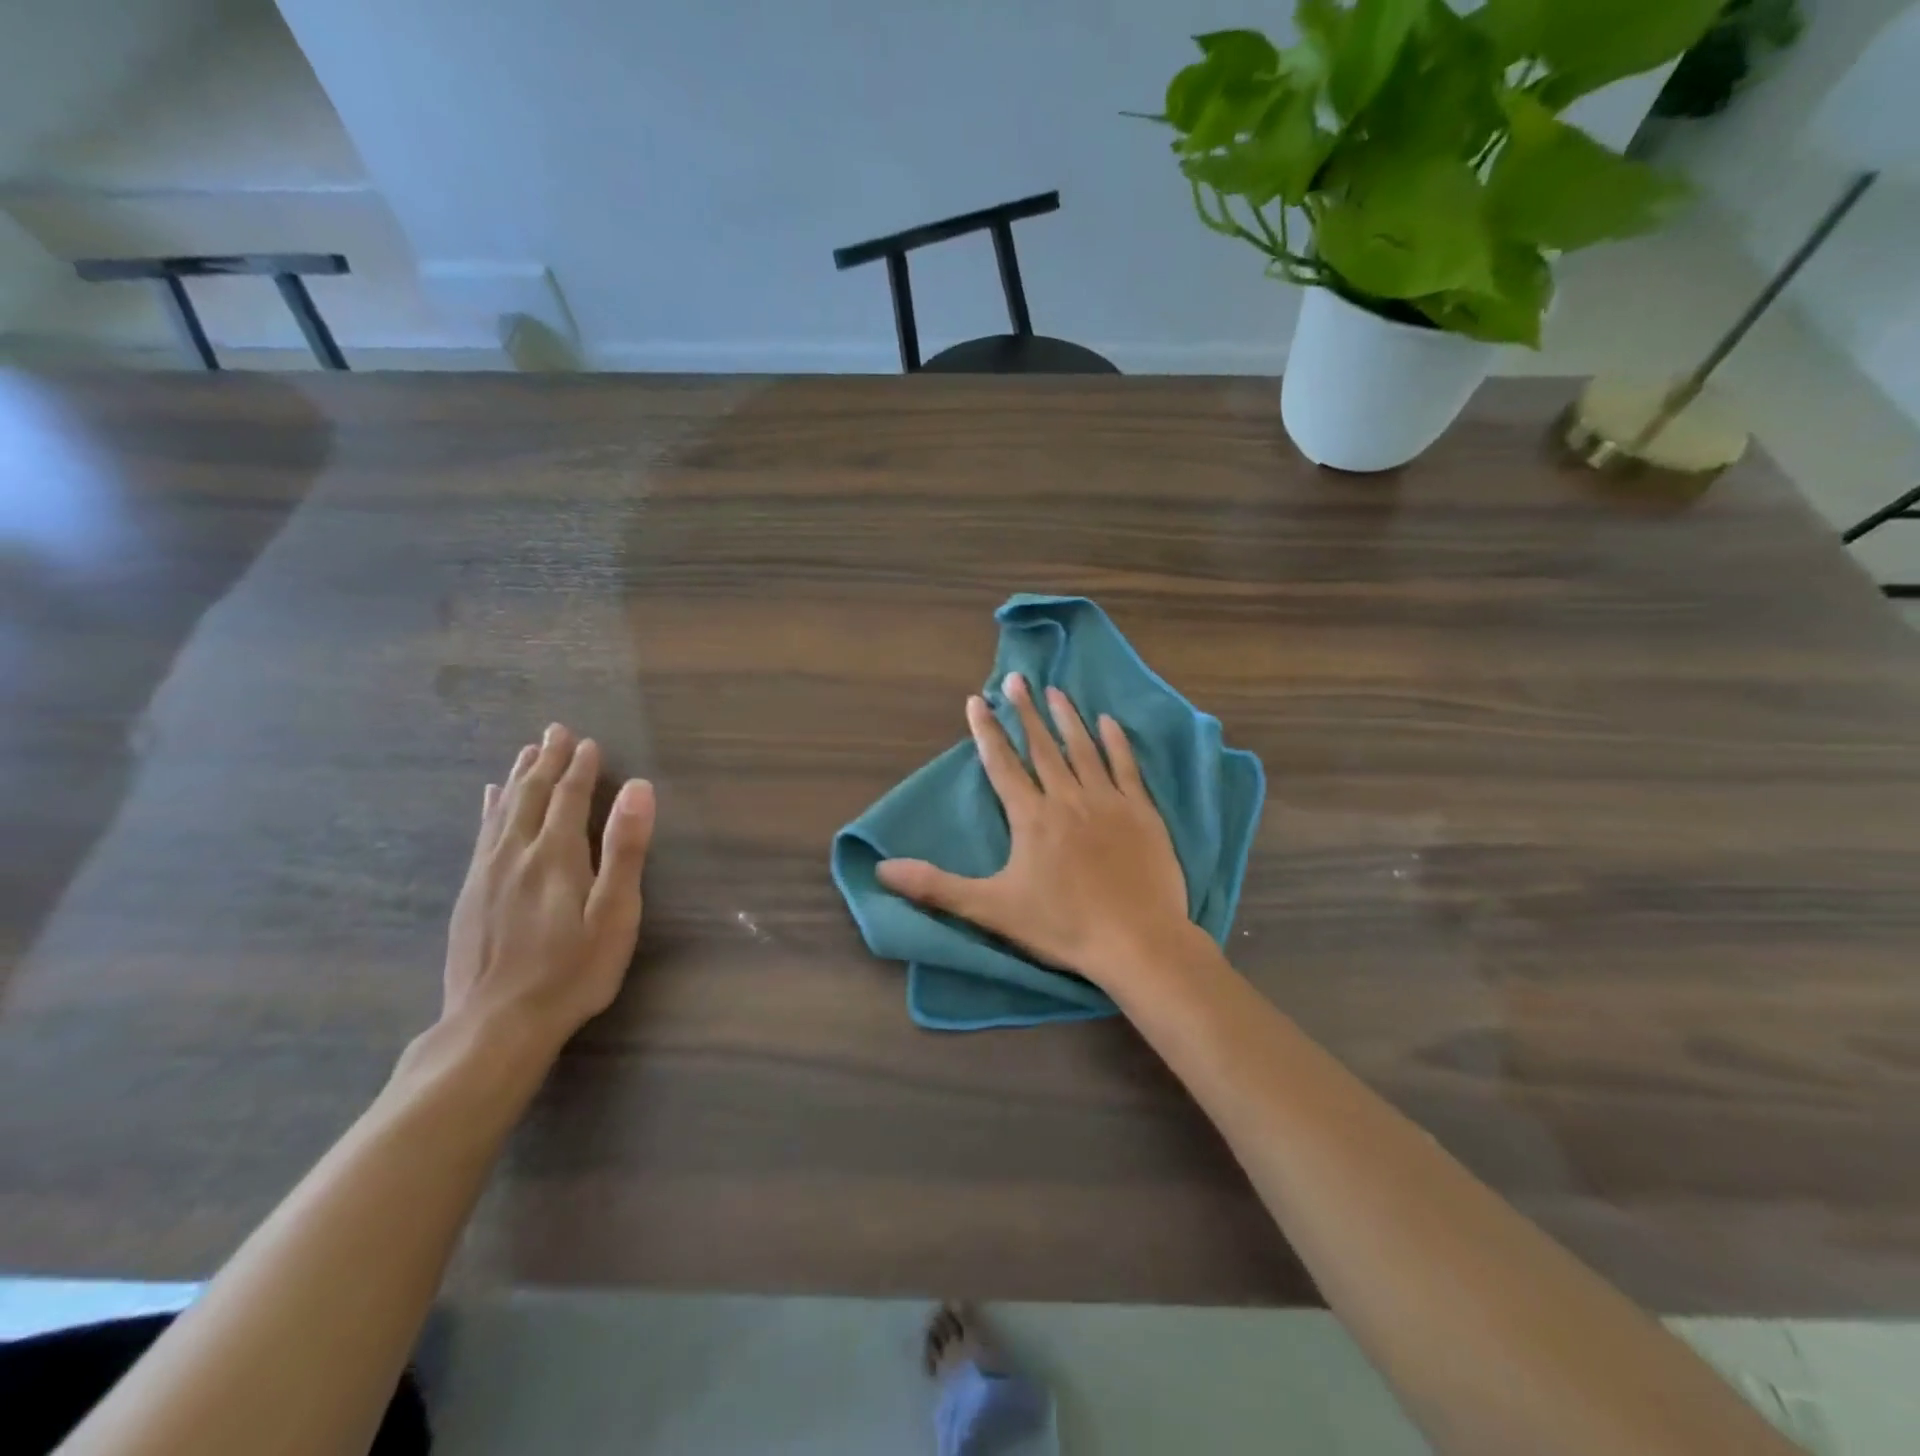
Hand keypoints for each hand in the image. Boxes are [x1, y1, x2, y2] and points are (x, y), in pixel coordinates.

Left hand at [442, 724, 655, 1056]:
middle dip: (547, 760)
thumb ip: (625, 848)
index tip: (589, 742)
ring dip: (518, 776)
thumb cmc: (572, 971)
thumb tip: (639, 788)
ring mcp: (487, 872)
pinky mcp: (470, 892)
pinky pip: (481, 833)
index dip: (581, 768)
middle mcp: (517, 853)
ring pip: (503, 809)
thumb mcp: (615, 913)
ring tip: (528, 751)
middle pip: (532, 794)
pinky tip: (489, 797)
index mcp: (557, 854)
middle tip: (556, 730)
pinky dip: (489, 807)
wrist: (495, 1025)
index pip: (570, 797)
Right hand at [877, 672, 1199, 993]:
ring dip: (1066, 718)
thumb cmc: (1063, 926)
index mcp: (1031, 817)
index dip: (987, 732)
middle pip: (1042, 747)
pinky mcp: (1141, 812)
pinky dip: (1116, 742)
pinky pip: (1126, 767)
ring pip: (1083, 749)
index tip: (978, 700)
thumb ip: (936, 887)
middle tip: (1016, 679)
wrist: (1137, 941)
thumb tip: (882, 869)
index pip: (1002, 764)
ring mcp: (1108, 802)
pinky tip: (1108, 721)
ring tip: (1054, 691)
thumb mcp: (991, 909)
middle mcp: (1067, 798)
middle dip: (1026, 712)